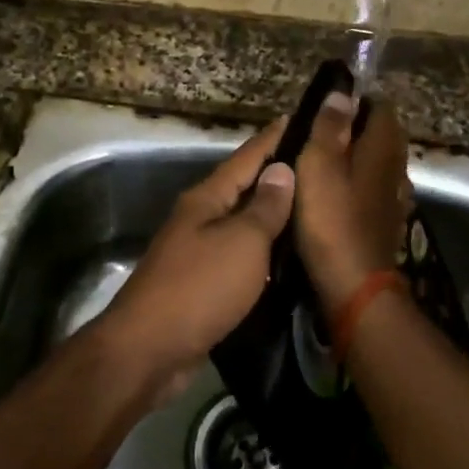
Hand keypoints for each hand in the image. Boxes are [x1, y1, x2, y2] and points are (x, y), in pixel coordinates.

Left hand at [90, 116, 295, 403]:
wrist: (149, 350)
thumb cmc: (199, 288)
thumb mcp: (242, 242)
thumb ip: (264, 208)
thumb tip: (281, 170)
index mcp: (206, 199)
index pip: (247, 157)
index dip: (274, 138)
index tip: (300, 117)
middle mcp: (199, 218)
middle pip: (243, 189)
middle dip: (277, 176)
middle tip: (319, 167)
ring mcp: (196, 252)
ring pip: (242, 224)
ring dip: (271, 216)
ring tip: (311, 208)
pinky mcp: (200, 285)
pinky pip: (239, 257)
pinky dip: (262, 252)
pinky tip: (286, 258)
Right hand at [294, 92, 411, 308]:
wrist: (354, 283)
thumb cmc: (331, 218)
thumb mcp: (318, 164)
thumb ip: (330, 127)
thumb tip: (342, 94)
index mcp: (383, 147)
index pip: (382, 108)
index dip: (357, 102)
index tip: (327, 108)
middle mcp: (396, 168)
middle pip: (382, 136)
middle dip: (356, 130)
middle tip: (317, 136)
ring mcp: (395, 198)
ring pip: (378, 165)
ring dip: (356, 160)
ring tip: (321, 165)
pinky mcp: (386, 223)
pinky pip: (373, 191)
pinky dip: (357, 186)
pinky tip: (336, 197)